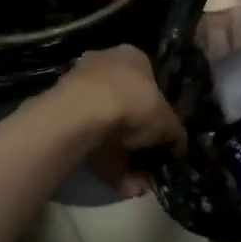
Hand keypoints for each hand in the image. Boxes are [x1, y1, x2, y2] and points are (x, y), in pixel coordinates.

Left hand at [54, 45, 186, 194]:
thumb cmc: (133, 104)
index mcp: (133, 56)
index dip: (159, 109)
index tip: (163, 134)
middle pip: (126, 105)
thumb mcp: (167, 122)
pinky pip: (90, 141)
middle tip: (150, 162)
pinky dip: (106, 164)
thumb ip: (176, 134)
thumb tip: (179, 147)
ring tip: (138, 185)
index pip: (150, 80)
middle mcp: (104, 64)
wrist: (81, 114)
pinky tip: (122, 185)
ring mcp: (79, 88)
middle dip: (139, 139)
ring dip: (124, 158)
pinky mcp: (61, 114)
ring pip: (107, 128)